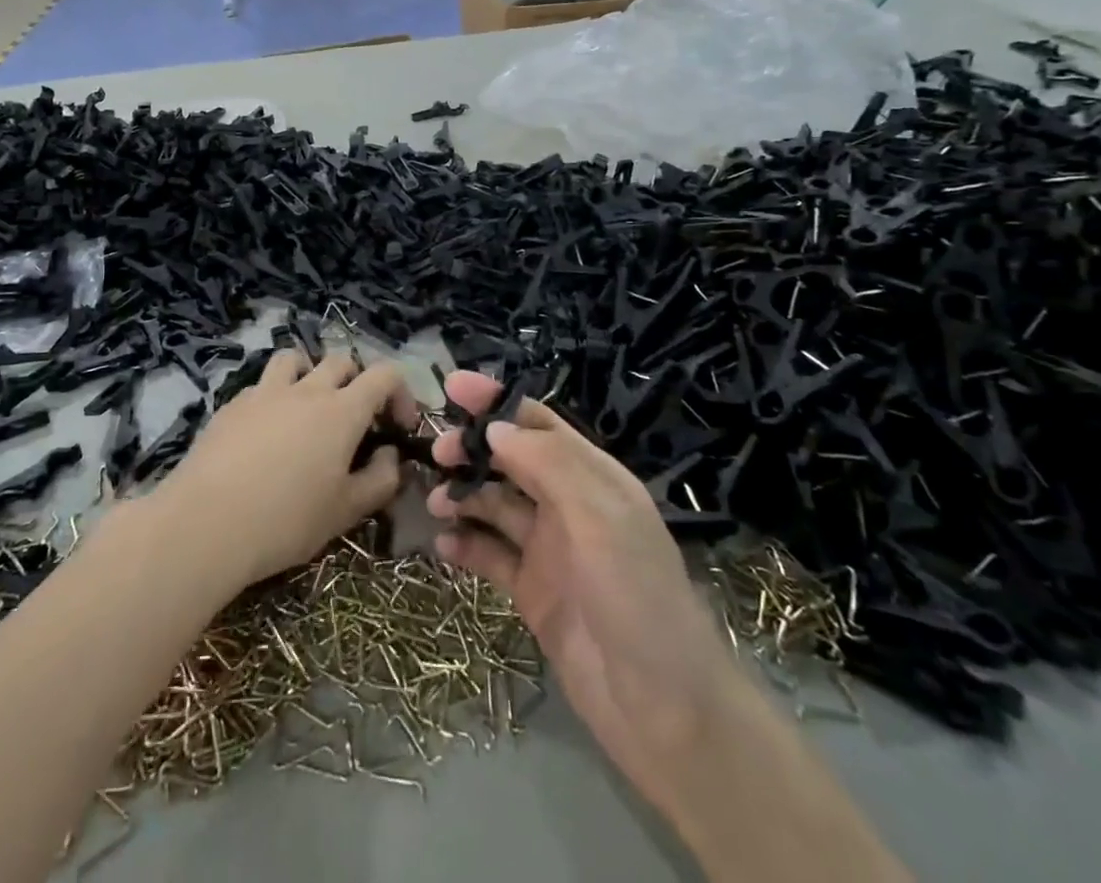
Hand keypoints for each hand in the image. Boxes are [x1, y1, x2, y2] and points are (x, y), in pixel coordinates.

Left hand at [161, 350, 417, 589]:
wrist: (207, 522)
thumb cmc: (287, 520)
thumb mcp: (346, 511)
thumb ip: (380, 479)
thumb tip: (389, 454)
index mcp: (342, 410)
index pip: (385, 375)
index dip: (400, 394)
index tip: (398, 427)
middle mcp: (306, 389)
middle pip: (341, 361)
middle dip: (357, 383)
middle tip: (355, 421)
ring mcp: (265, 391)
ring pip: (295, 360)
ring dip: (310, 375)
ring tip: (307, 409)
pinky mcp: (232, 404)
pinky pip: (262, 385)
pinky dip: (274, 397)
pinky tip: (266, 433)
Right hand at [428, 372, 732, 782]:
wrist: (665, 714)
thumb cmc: (638, 599)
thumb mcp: (601, 519)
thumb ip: (548, 466)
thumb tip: (495, 426)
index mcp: (594, 479)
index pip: (540, 424)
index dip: (498, 402)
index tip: (453, 387)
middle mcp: (570, 506)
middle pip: (512, 460)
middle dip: (474, 449)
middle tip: (438, 454)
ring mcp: (551, 550)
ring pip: (496, 505)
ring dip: (464, 495)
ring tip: (435, 501)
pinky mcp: (534, 593)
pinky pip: (491, 556)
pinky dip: (466, 544)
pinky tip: (443, 544)